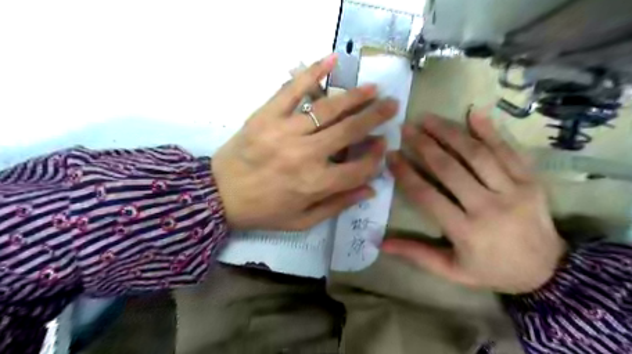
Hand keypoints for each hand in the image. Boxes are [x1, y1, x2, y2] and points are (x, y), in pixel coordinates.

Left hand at [215, 53, 396, 229]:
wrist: (218, 195)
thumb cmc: (263, 211)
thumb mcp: (302, 221)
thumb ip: (337, 205)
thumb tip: (370, 189)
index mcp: (315, 184)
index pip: (359, 168)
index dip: (375, 157)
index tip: (383, 144)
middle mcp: (305, 156)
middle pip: (350, 132)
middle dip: (375, 117)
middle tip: (392, 105)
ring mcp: (285, 131)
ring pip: (329, 109)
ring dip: (355, 97)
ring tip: (373, 89)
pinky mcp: (266, 116)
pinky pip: (292, 89)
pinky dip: (312, 73)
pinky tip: (331, 60)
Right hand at [383, 113, 565, 292]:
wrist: (549, 272)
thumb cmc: (492, 270)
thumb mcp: (452, 271)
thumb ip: (417, 254)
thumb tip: (381, 243)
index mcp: (466, 231)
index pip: (427, 195)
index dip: (405, 174)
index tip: (390, 155)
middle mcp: (488, 207)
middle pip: (450, 169)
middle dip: (424, 145)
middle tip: (406, 129)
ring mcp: (514, 190)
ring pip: (477, 154)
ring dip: (450, 132)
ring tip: (429, 118)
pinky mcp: (531, 181)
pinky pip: (509, 151)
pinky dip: (491, 131)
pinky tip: (474, 113)